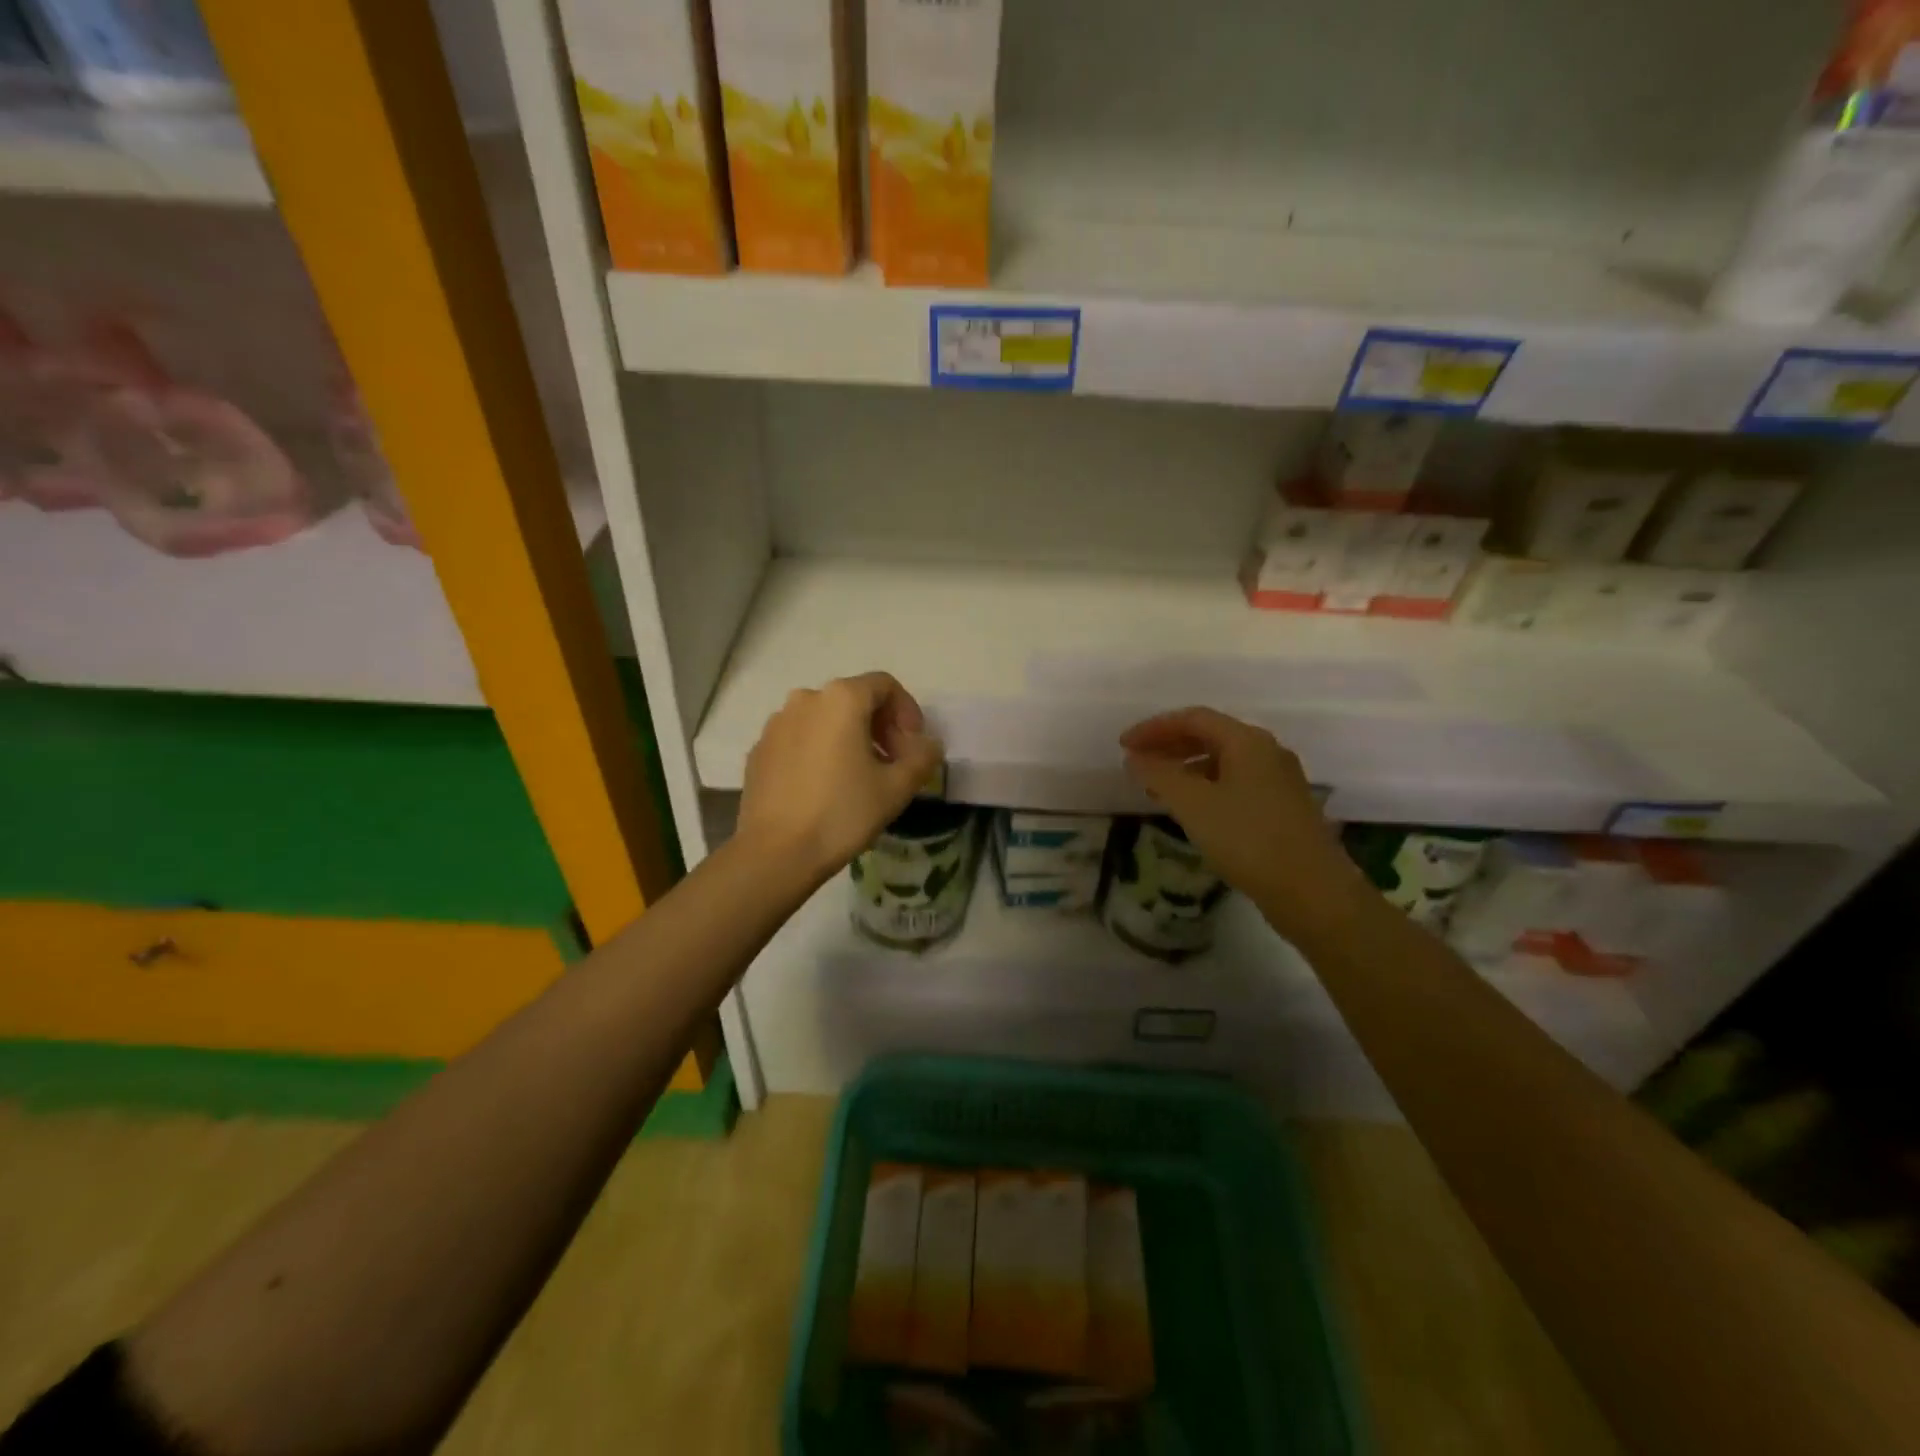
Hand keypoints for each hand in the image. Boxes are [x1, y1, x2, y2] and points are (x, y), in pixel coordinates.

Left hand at [738, 672, 944, 885]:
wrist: (776, 853)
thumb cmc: (842, 813)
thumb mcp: (897, 788)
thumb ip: (922, 757)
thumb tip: (928, 745)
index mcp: (841, 699)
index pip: (885, 685)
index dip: (908, 711)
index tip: (913, 747)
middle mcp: (805, 699)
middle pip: (854, 699)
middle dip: (880, 727)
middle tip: (893, 764)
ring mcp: (776, 723)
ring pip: (825, 719)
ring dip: (850, 738)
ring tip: (860, 777)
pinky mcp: (760, 749)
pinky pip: (800, 738)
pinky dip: (820, 751)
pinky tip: (825, 787)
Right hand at [1120, 706, 1367, 939]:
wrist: (1311, 891)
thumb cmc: (1248, 839)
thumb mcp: (1193, 804)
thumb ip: (1159, 775)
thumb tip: (1135, 757)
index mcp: (1248, 741)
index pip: (1193, 719)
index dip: (1154, 728)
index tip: (1124, 745)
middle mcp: (1267, 752)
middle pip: (1210, 735)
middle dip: (1169, 745)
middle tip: (1137, 762)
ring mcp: (1278, 780)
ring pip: (1223, 761)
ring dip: (1186, 767)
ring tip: (1157, 787)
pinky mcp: (1282, 807)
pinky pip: (1235, 782)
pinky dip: (1205, 786)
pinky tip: (1192, 809)